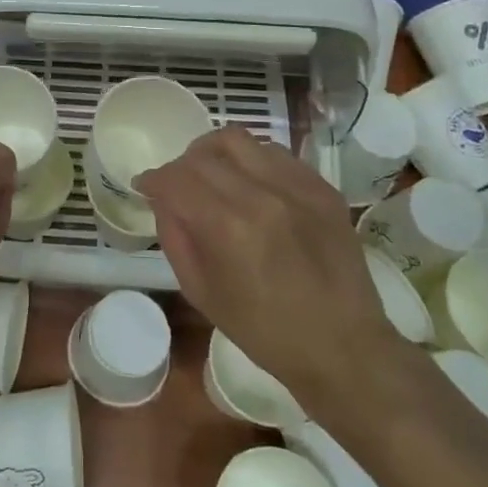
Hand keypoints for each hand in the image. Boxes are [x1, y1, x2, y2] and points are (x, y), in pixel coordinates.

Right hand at [137, 127, 406, 395]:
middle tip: (177, 186)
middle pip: (203, 154)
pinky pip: (275, 153)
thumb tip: (163, 200)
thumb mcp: (201, 292)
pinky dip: (251, 160)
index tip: (145, 186)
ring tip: (212, 175)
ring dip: (214, 153)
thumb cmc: (264, 331)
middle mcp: (261, 194)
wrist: (342, 346)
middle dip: (179, 166)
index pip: (175, 179)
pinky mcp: (322, 187)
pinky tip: (250, 183)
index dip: (153, 179)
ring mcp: (296, 186)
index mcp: (227, 227)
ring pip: (239, 140)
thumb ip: (175, 237)